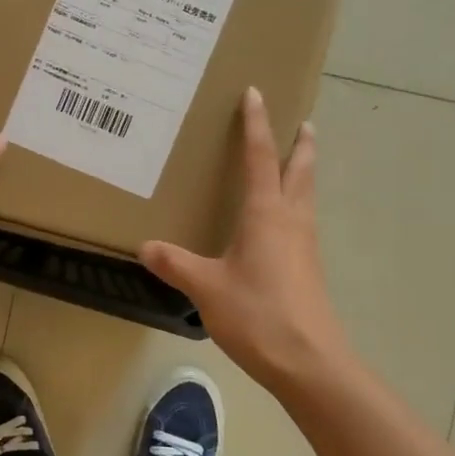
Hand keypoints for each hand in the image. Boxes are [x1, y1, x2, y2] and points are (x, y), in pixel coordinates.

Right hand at [140, 87, 351, 395]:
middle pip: (299, 172)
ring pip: (306, 197)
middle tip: (305, 122)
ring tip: (295, 164)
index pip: (260, 158)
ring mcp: (305, 246)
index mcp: (267, 214)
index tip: (256, 94)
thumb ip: (176, 264)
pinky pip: (302, 224)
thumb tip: (145, 247)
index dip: (256, 125)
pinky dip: (295, 207)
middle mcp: (291, 222)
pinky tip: (281, 225)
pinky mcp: (308, 270)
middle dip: (301, 145)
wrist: (309, 361)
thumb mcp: (206, 287)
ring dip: (302, 174)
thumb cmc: (258, 314)